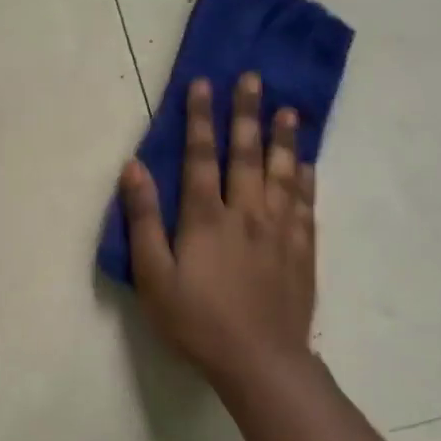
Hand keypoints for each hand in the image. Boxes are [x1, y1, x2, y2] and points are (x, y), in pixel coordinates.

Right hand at [119, 73, 316, 393]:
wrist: (260, 362)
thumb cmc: (196, 320)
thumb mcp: (153, 274)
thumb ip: (143, 219)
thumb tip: (133, 167)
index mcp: (206, 217)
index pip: (202, 156)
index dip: (201, 118)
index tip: (203, 83)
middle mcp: (247, 214)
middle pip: (247, 154)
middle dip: (246, 113)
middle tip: (253, 78)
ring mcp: (279, 232)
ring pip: (283, 174)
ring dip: (283, 139)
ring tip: (287, 109)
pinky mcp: (301, 253)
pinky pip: (306, 206)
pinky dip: (307, 181)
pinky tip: (307, 165)